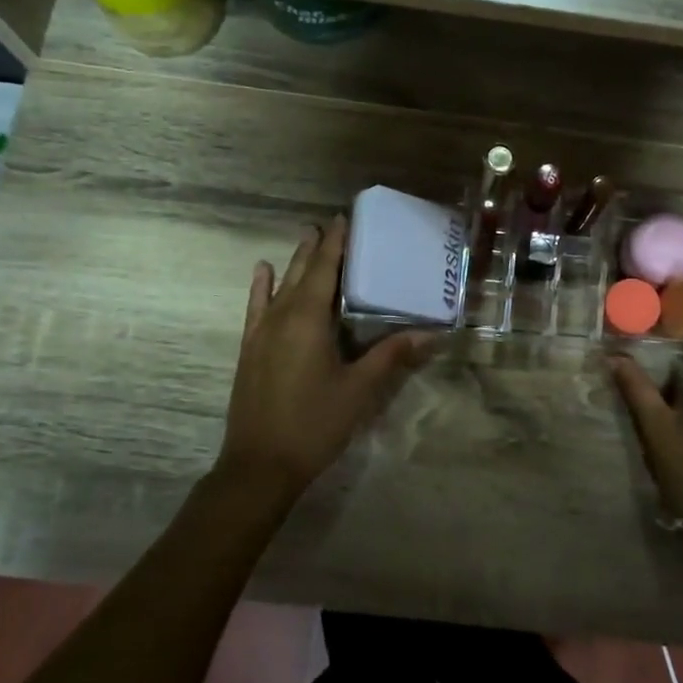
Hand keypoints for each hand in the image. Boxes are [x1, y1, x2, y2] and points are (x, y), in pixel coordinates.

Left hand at [219, 217, 434, 499]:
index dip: (336, 243)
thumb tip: (432, 333)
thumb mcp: (360, 389)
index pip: (326, 269)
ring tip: (306, 236)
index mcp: (309, 319)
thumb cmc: (315, 424)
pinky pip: (256, 307)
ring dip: (295, 261)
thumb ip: (392, 356)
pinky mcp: (250, 348)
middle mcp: (282, 316)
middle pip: (302, 272)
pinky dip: (261, 286)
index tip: (344, 217)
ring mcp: (261, 332)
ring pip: (280, 285)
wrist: (260, 464)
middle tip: (332, 224)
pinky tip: (263, 271)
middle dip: (318, 247)